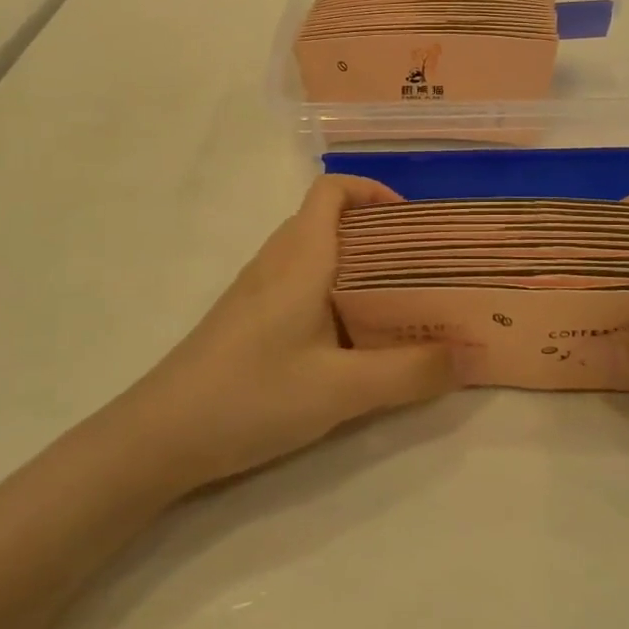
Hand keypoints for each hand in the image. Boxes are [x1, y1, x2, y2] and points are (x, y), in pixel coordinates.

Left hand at [120, 176, 461, 490]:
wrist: (159, 438)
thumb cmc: (251, 396)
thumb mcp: (341, 389)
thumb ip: (410, 372)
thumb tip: (470, 356)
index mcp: (300, 257)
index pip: (332, 190)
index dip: (373, 191)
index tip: (413, 223)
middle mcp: (277, 261)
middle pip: (329, 219)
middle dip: (379, 234)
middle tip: (422, 268)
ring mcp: (257, 290)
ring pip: (315, 254)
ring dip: (357, 265)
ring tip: (399, 302)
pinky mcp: (248, 319)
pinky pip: (300, 283)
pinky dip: (334, 292)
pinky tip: (352, 338)